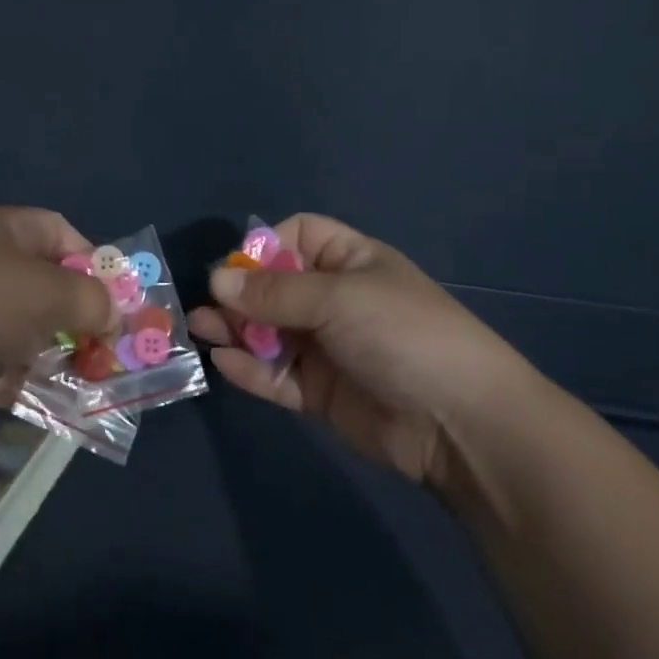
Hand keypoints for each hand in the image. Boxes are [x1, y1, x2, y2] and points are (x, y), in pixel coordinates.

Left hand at [0, 206, 117, 454]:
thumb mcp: (46, 292)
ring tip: (100, 380)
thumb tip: (114, 312)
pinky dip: (31, 384)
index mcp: (2, 233)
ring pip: (28, 332)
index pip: (60, 233)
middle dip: (84, 315)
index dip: (95, 261)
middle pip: (47, 285)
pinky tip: (63, 405)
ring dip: (62, 354)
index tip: (122, 299)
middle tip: (117, 348)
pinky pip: (4, 371)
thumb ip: (90, 300)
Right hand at [190, 214, 540, 490]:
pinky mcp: (321, 391)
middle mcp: (336, 299)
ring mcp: (328, 347)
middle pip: (275, 287)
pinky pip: (277, 374)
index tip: (237, 269)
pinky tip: (224, 362)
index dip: (264, 247)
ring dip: (236, 330)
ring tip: (200, 330)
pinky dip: (250, 369)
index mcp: (350, 261)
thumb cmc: (401, 334)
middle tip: (205, 307)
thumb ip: (274, 292)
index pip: (298, 236)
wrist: (459, 422)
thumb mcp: (337, 298)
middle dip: (240, 294)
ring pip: (270, 332)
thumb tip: (217, 280)